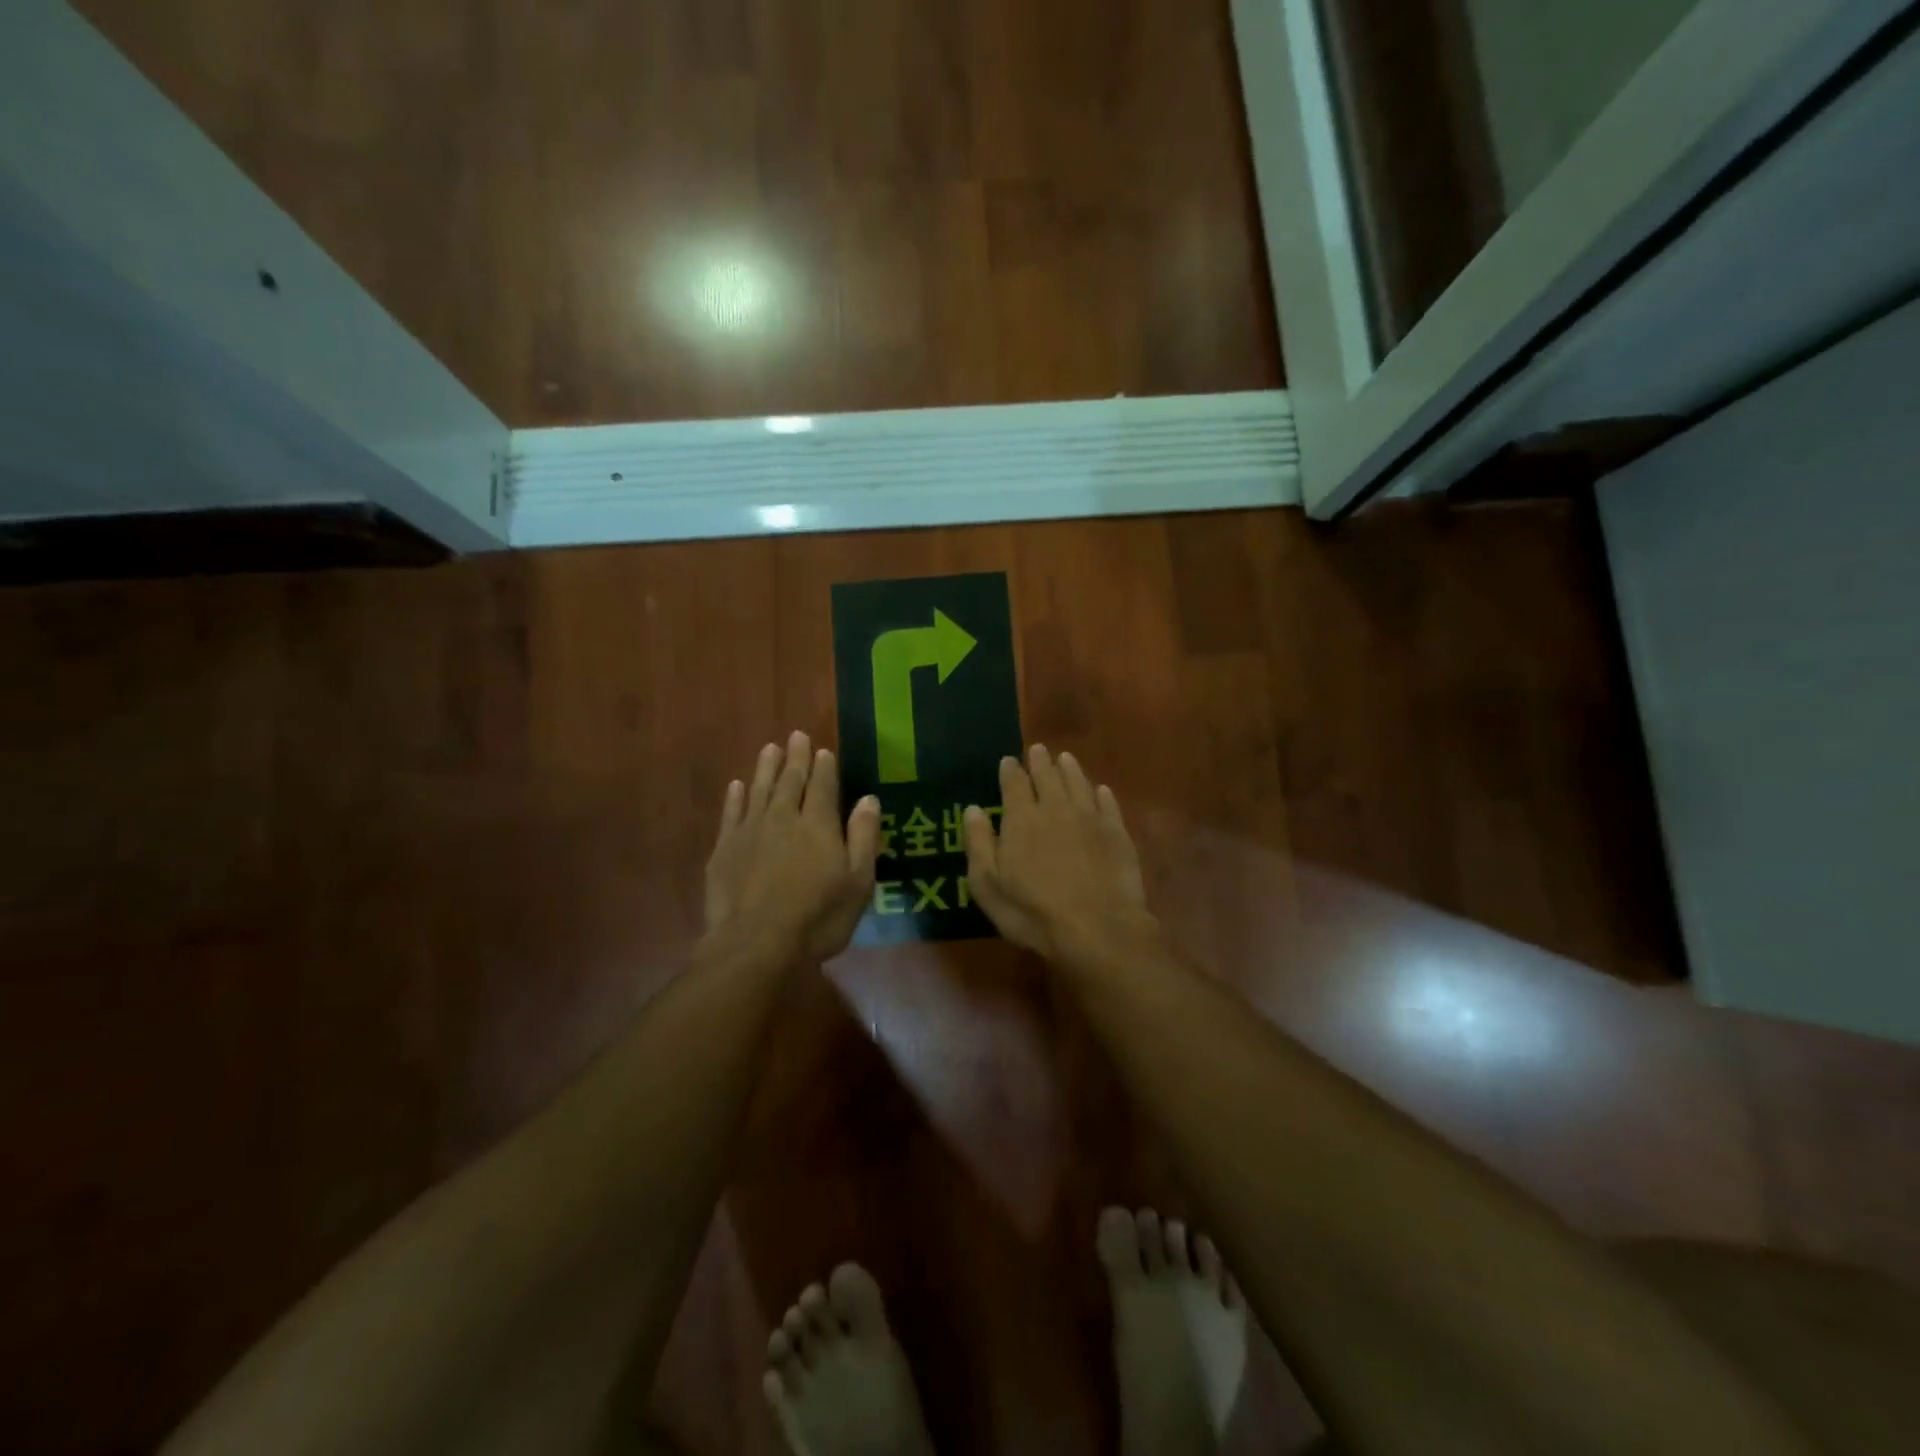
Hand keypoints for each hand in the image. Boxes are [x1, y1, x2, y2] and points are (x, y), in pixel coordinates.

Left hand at [705, 731, 880, 964]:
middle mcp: (784, 818)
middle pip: (791, 781)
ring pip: (760, 790)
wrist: (757, 944)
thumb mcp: (858, 881)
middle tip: (796, 735)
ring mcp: (750, 832)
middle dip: (796, 757)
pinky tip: (737, 785)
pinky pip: (731, 813)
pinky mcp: (724, 850)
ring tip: (769, 748)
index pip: (823, 787)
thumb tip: (869, 798)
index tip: (823, 749)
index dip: (824, 767)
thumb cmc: (818, 917)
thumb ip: (863, 837)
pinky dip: (735, 797)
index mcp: (819, 825)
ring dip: (766, 768)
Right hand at [962, 745, 1152, 962]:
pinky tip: (1101, 790)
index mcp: (1022, 819)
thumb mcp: (988, 885)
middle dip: (1041, 762)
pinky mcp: (1117, 834)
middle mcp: (1056, 809)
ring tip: (1065, 758)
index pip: (1014, 784)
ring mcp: (1090, 819)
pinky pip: (1108, 805)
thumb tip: (973, 809)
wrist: (1096, 928)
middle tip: (1038, 750)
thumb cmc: (1032, 912)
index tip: (1008, 760)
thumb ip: (979, 843)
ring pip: (1079, 784)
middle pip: (1048, 777)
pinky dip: (1102, 794)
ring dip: (1070, 769)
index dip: (1010, 770)